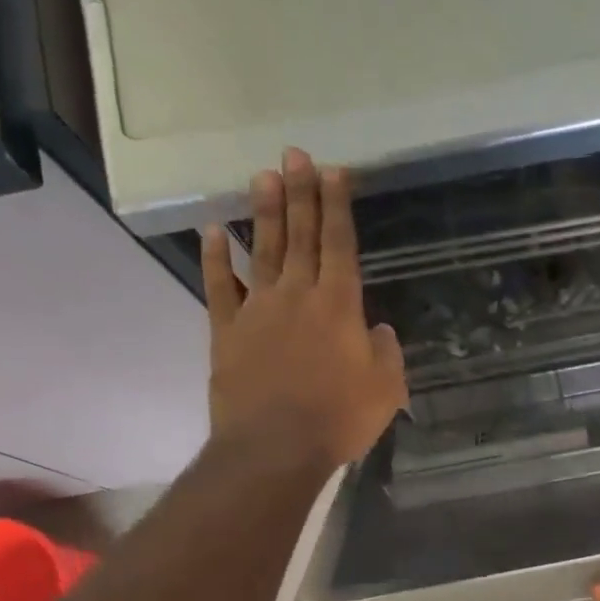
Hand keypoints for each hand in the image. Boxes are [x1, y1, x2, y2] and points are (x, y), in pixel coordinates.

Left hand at [203, 148, 407, 470]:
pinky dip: (215, 258)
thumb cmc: (338, 420)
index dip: (337, 206)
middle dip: (300, 193)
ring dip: (265, 213)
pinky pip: (219, 287)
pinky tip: (212, 232)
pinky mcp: (227, 331)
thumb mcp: (385, 390)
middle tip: (295, 153)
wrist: (275, 447)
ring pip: (262, 251)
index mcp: (339, 306)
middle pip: (301, 236)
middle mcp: (298, 295)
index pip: (340, 245)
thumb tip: (379, 330)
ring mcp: (258, 310)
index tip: (333, 171)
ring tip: (263, 176)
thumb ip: (387, 353)